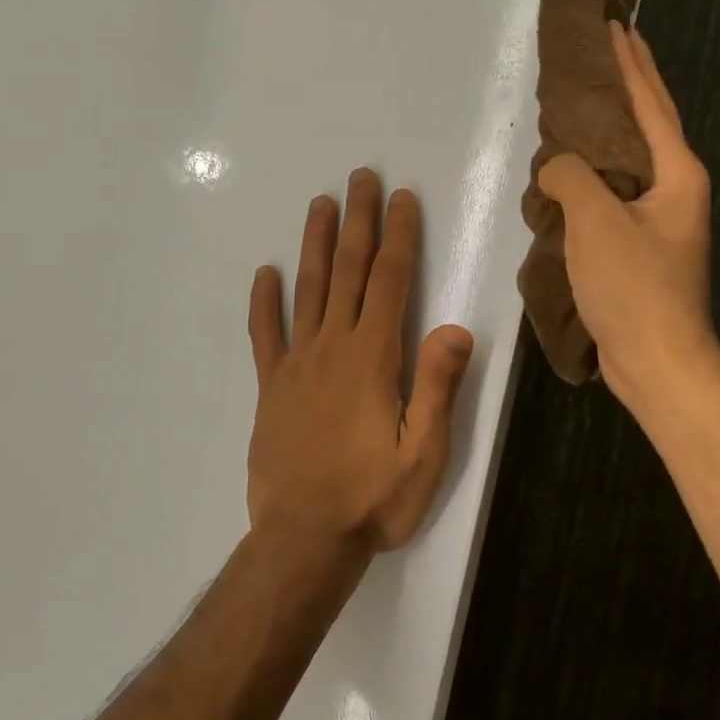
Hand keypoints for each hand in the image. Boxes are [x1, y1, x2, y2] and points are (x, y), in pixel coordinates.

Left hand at [246, 169, 475, 560]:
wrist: (302, 541)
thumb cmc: (373, 497)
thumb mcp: (423, 452)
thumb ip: (437, 386)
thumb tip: (455, 326)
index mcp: (373, 357)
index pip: (389, 280)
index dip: (398, 236)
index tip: (401, 198)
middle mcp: (333, 346)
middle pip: (347, 270)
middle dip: (358, 220)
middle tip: (360, 177)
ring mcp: (296, 363)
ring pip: (307, 289)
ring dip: (314, 243)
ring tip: (319, 204)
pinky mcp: (271, 387)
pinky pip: (265, 335)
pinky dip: (264, 302)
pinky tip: (264, 273)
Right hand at [537, 22, 717, 412]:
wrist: (658, 363)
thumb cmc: (634, 288)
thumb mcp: (596, 222)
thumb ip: (571, 177)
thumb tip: (556, 167)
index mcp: (677, 173)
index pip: (651, 102)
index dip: (631, 61)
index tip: (616, 24)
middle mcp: (675, 187)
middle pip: (650, 121)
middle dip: (631, 81)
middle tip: (609, 44)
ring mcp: (660, 217)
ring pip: (631, 156)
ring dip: (610, 123)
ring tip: (584, 96)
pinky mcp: (641, 242)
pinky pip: (615, 188)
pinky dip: (596, 166)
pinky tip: (573, 165)